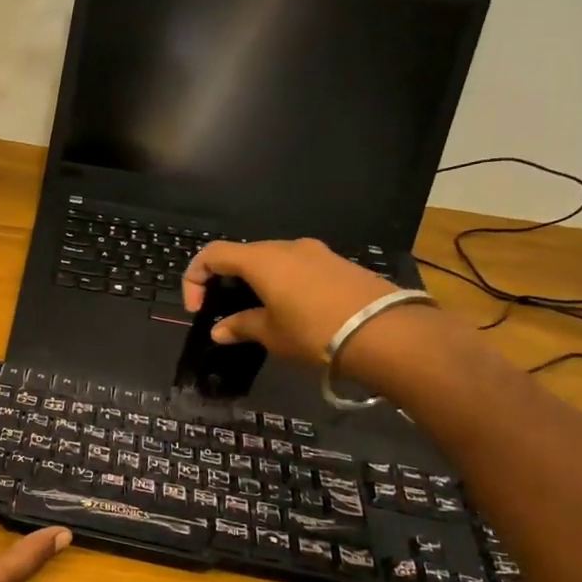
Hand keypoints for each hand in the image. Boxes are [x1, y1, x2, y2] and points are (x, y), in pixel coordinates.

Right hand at [182, 239, 401, 365]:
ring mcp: (316, 252)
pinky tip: (293, 312)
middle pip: (243, 255)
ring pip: (272, 261)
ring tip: (261, 315)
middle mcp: (286, 247)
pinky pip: (298, 268)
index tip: (198, 310)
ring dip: (257, 283)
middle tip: (226, 312)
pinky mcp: (339, 264)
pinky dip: (284, 284)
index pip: (212, 254)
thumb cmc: (315, 331)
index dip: (195, 279)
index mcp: (261, 259)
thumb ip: (241, 326)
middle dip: (226, 281)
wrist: (386, 332)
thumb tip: (220, 330)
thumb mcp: (271, 334)